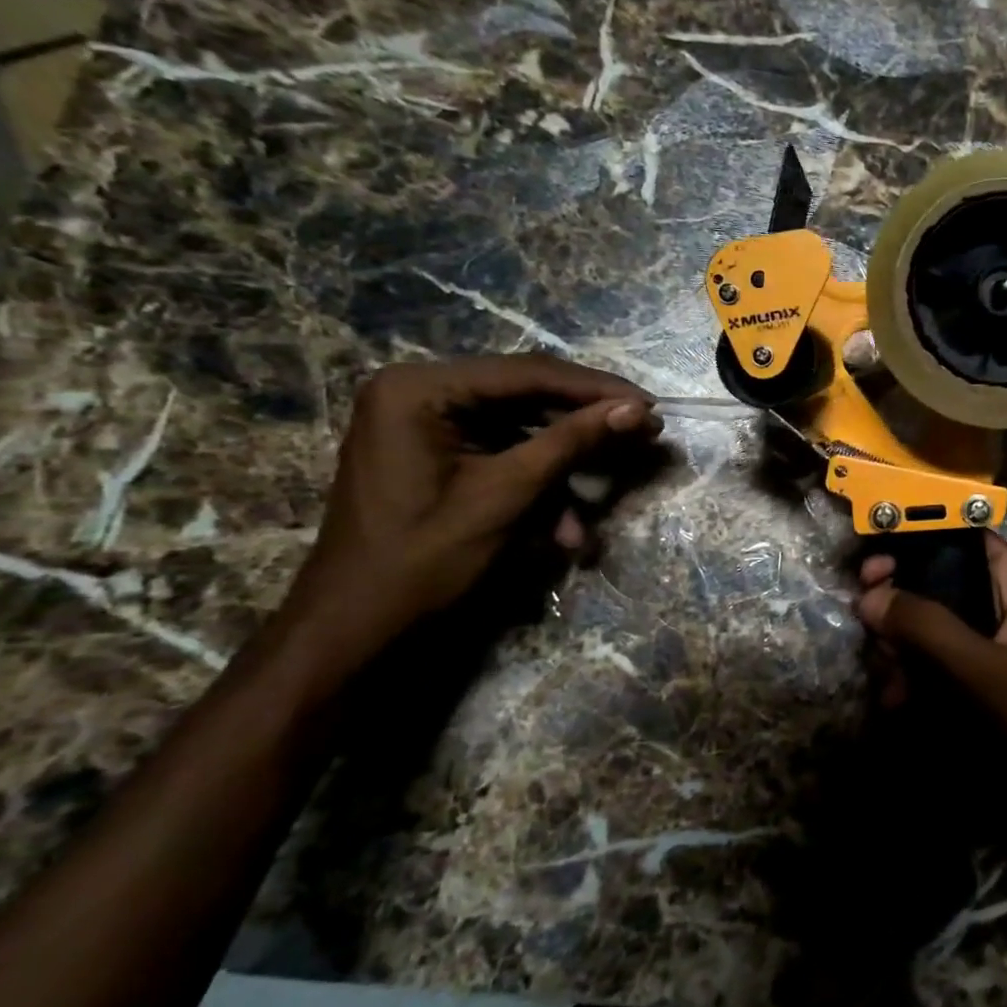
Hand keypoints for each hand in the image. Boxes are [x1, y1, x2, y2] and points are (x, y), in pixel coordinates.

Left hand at [278, 354, 659, 668]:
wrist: (356, 633)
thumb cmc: (424, 560)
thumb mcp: (508, 495)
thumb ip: (573, 442)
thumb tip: (638, 409)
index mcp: (420, 389)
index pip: (529, 374)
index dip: (597, 390)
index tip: (651, 406)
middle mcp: (420, 393)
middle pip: (527, 396)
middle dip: (585, 427)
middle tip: (645, 434)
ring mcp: (426, 425)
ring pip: (522, 430)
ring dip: (564, 469)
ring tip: (601, 503)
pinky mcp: (438, 455)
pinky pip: (504, 456)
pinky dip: (538, 487)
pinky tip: (564, 531)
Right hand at [853, 533, 1006, 799]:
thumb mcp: (986, 667)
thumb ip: (925, 627)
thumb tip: (868, 596)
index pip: (958, 538)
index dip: (913, 544)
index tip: (871, 568)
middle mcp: (1001, 604)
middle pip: (933, 584)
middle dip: (900, 609)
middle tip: (874, 634)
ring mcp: (985, 647)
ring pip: (925, 629)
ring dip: (899, 652)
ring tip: (892, 684)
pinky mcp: (973, 685)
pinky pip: (929, 666)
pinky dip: (909, 680)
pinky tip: (898, 705)